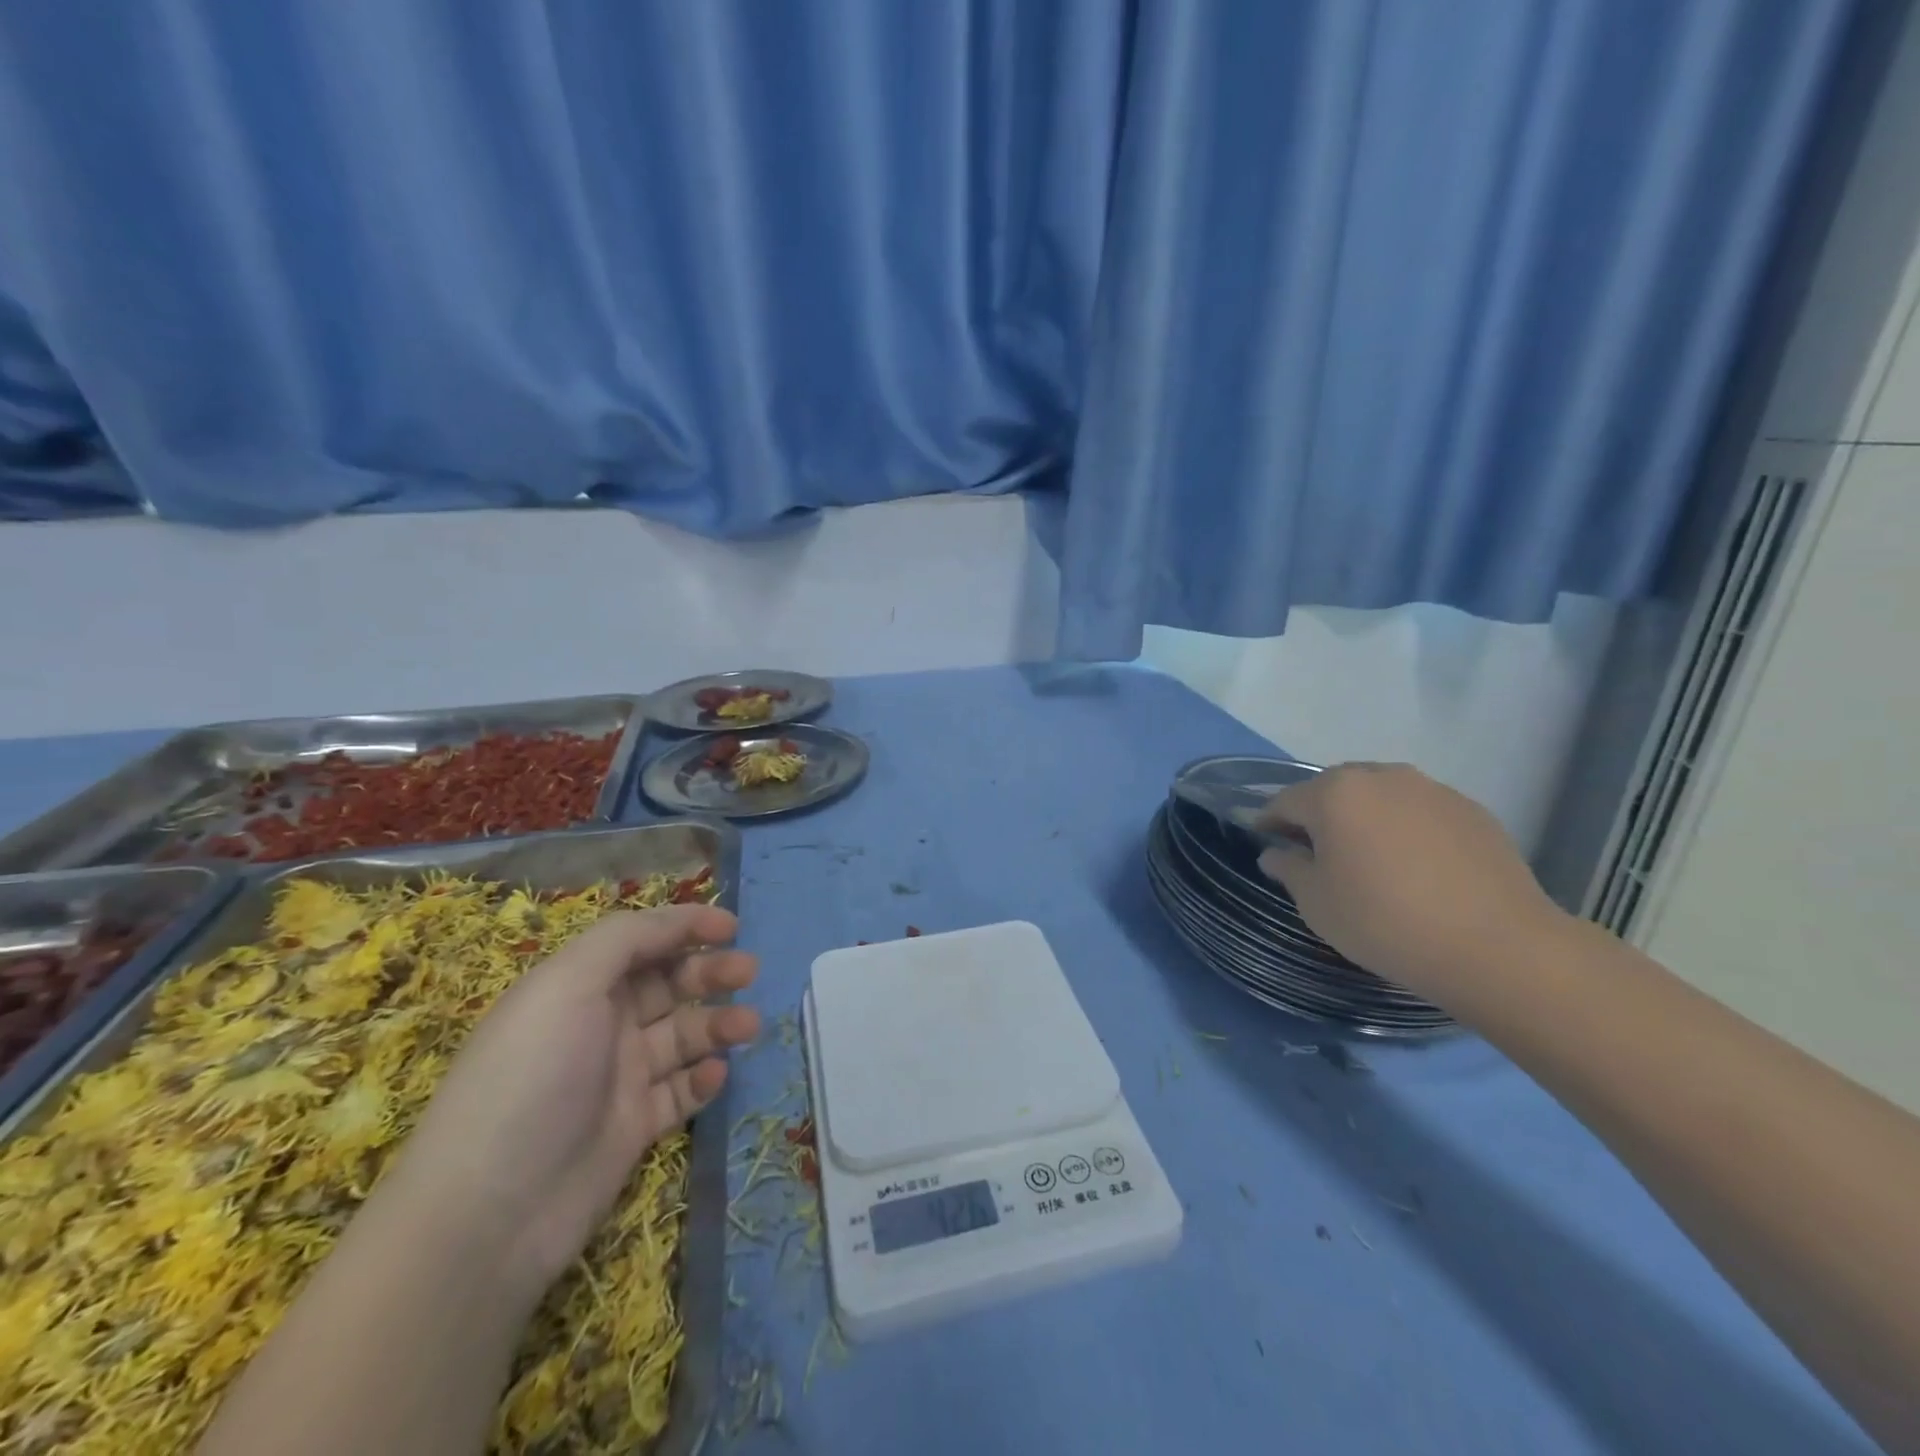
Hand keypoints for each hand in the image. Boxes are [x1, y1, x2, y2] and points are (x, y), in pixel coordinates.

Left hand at [379, 904, 758, 1292]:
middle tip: (748, 972)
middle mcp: (599, 1025)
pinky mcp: (633, 1127)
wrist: (491, 1215)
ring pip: (683, 1035)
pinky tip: (713, 1076)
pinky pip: (681, 1091)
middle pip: (668, 984)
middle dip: (710, 972)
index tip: (732, 926)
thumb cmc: (532, 1077)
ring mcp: (617, 1078)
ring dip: (718, 1023)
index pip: (640, 941)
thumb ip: (625, 939)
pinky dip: (703, 1078)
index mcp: (576, 986)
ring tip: (747, 1027)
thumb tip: (676, 921)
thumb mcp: (567, 985)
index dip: (685, 926)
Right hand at [1253, 763, 1564, 998]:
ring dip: (1364, 819)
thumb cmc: (1385, 922)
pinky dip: (1406, 829)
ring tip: (1370, 859)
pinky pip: (1420, 811)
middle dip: (1318, 816)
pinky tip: (1416, 868)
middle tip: (1317, 854)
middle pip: (1333, 790)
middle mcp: (1381, 777)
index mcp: (1334, 794)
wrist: (1498, 947)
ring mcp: (1431, 789)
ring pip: (1380, 796)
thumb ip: (1289, 869)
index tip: (1265, 843)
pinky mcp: (1472, 810)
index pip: (1285, 801)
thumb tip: (1276, 853)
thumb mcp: (1317, 903)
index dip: (1269, 823)